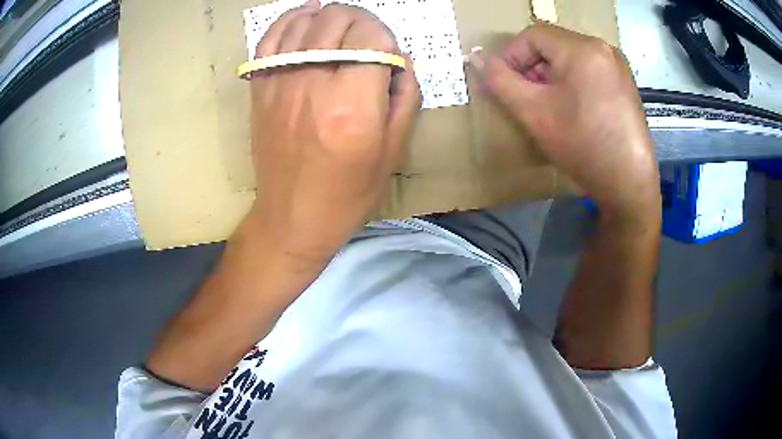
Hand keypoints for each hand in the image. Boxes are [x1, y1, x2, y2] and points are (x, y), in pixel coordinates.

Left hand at [249, 2, 420, 264]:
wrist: (292, 218)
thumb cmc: (348, 194)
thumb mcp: (393, 152)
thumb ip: (404, 97)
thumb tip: (400, 59)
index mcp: (352, 104)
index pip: (371, 36)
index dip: (384, 35)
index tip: (387, 52)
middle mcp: (313, 84)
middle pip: (338, 20)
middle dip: (361, 20)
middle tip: (368, 37)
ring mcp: (280, 83)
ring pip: (306, 22)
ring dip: (330, 15)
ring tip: (342, 24)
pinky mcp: (261, 89)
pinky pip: (270, 38)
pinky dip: (289, 19)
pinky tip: (306, 16)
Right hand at [472, 23, 659, 223]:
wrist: (629, 184)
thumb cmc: (583, 146)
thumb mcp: (534, 113)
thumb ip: (500, 81)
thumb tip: (475, 57)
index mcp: (582, 49)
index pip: (532, 35)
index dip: (511, 56)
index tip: (504, 84)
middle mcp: (603, 48)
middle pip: (553, 44)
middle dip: (532, 67)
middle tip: (524, 96)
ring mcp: (618, 65)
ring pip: (570, 56)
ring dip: (550, 74)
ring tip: (547, 104)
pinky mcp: (625, 82)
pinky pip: (588, 68)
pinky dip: (572, 80)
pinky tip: (571, 108)